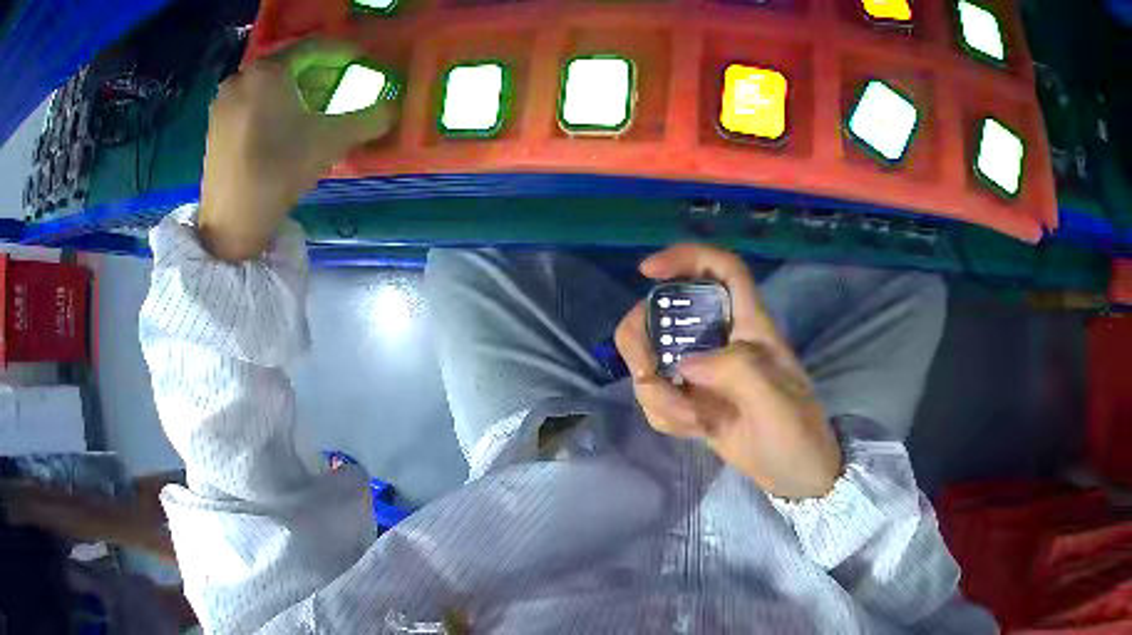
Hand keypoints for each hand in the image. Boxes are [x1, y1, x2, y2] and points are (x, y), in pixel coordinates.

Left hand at [198, 39, 396, 261]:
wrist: (231, 221)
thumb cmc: (279, 171)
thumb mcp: (331, 141)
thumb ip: (369, 118)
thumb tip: (394, 108)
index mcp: (268, 71)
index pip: (314, 48)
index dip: (344, 53)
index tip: (363, 61)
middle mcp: (242, 76)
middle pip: (290, 64)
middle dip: (321, 72)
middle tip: (343, 84)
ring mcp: (224, 101)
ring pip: (270, 83)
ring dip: (298, 88)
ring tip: (318, 105)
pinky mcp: (216, 124)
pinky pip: (253, 99)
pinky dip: (275, 103)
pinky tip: (288, 122)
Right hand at [615, 244, 842, 499]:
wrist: (796, 477)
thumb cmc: (796, 433)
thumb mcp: (775, 400)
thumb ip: (735, 371)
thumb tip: (684, 364)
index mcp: (750, 326)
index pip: (722, 270)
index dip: (686, 257)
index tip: (647, 272)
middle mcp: (721, 341)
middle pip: (666, 313)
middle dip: (642, 339)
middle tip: (646, 372)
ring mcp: (703, 373)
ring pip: (654, 359)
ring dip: (657, 393)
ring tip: (691, 421)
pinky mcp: (693, 401)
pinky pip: (658, 396)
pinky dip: (664, 415)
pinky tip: (692, 431)